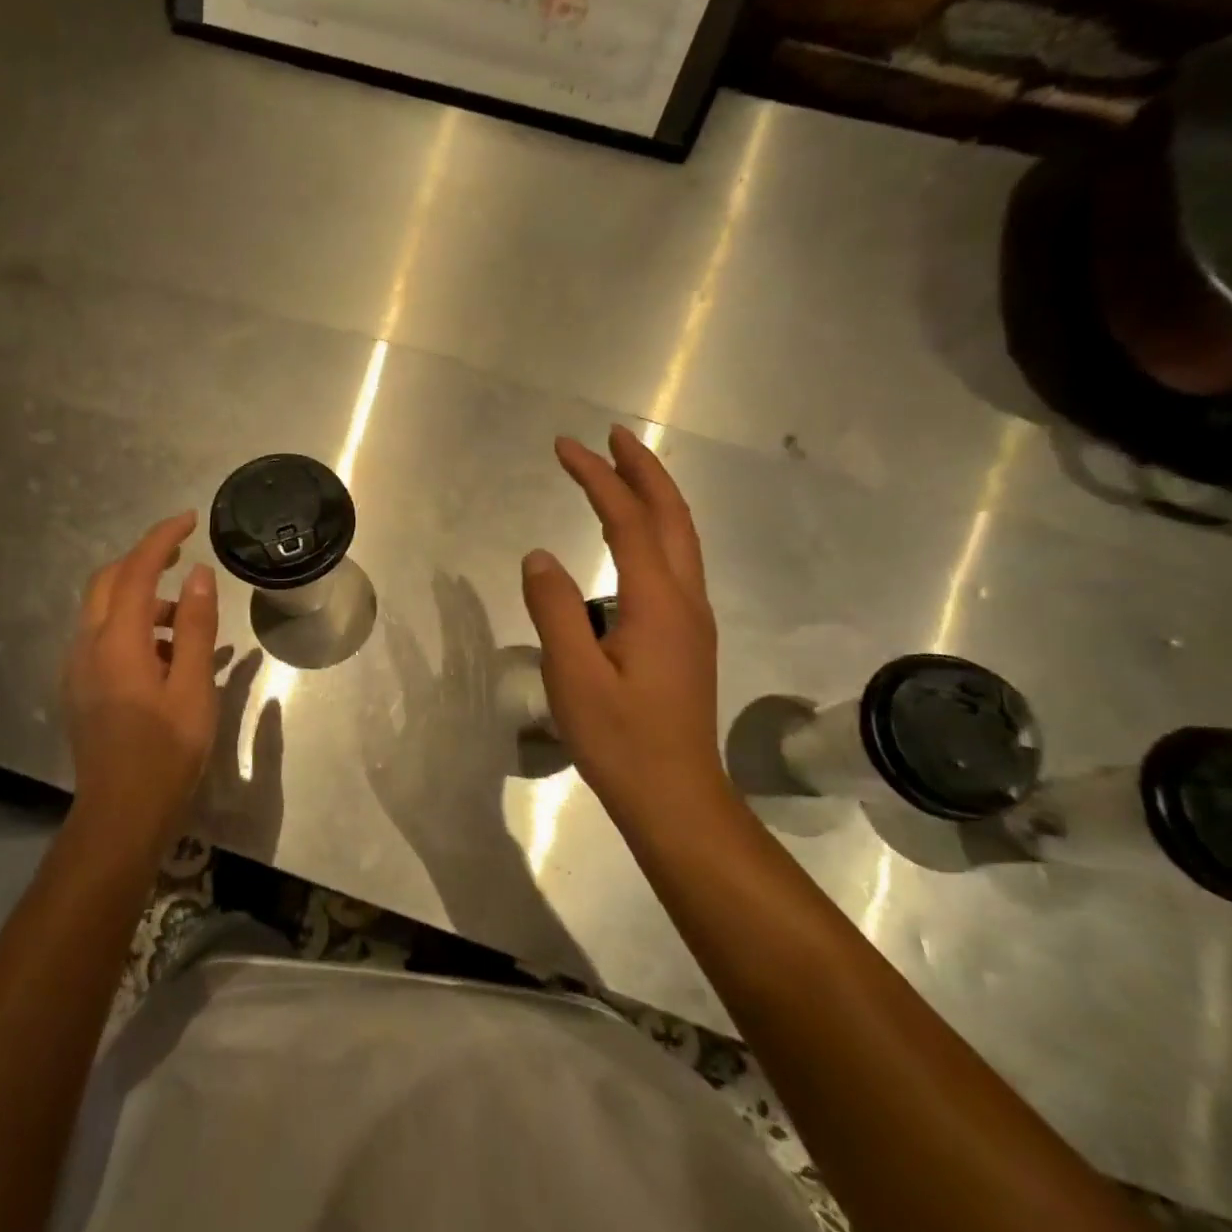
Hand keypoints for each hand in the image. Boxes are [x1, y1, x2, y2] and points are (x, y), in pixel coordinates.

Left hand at [64, 512, 220, 859]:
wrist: (121, 814)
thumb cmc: (166, 752)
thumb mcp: (193, 687)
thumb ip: (193, 626)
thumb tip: (198, 575)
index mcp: (116, 642)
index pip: (136, 571)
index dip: (161, 539)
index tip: (189, 519)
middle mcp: (87, 646)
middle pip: (108, 582)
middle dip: (143, 561)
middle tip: (183, 557)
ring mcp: (77, 668)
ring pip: (103, 610)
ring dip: (140, 599)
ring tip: (185, 621)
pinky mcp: (79, 688)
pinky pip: (102, 637)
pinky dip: (132, 627)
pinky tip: (166, 656)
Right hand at [521, 427, 727, 807]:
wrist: (675, 795)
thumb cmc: (620, 738)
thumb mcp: (573, 675)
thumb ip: (554, 609)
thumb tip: (539, 556)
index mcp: (658, 601)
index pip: (626, 520)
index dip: (596, 478)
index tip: (566, 447)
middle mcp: (684, 598)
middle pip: (670, 515)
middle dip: (642, 469)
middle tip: (611, 436)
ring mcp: (692, 618)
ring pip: (680, 537)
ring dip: (653, 496)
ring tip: (621, 472)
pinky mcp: (687, 636)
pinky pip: (674, 561)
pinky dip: (653, 529)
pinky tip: (631, 539)